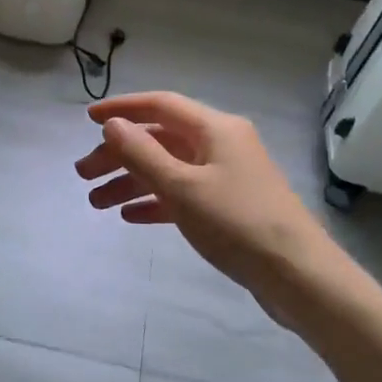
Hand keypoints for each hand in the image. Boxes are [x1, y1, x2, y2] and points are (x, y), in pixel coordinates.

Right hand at [74, 91, 330, 301]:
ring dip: (131, 181)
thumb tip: (113, 124)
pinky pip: (183, 194)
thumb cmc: (237, 223)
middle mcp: (221, 144)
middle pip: (160, 139)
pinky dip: (155, 201)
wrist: (298, 275)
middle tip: (83, 174)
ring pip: (168, 169)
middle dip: (119, 154)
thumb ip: (142, 153)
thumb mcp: (181, 187)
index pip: (160, 105)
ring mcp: (227, 176)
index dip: (122, 108)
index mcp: (215, 128)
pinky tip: (130, 217)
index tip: (87, 118)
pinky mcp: (229, 206)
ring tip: (95, 203)